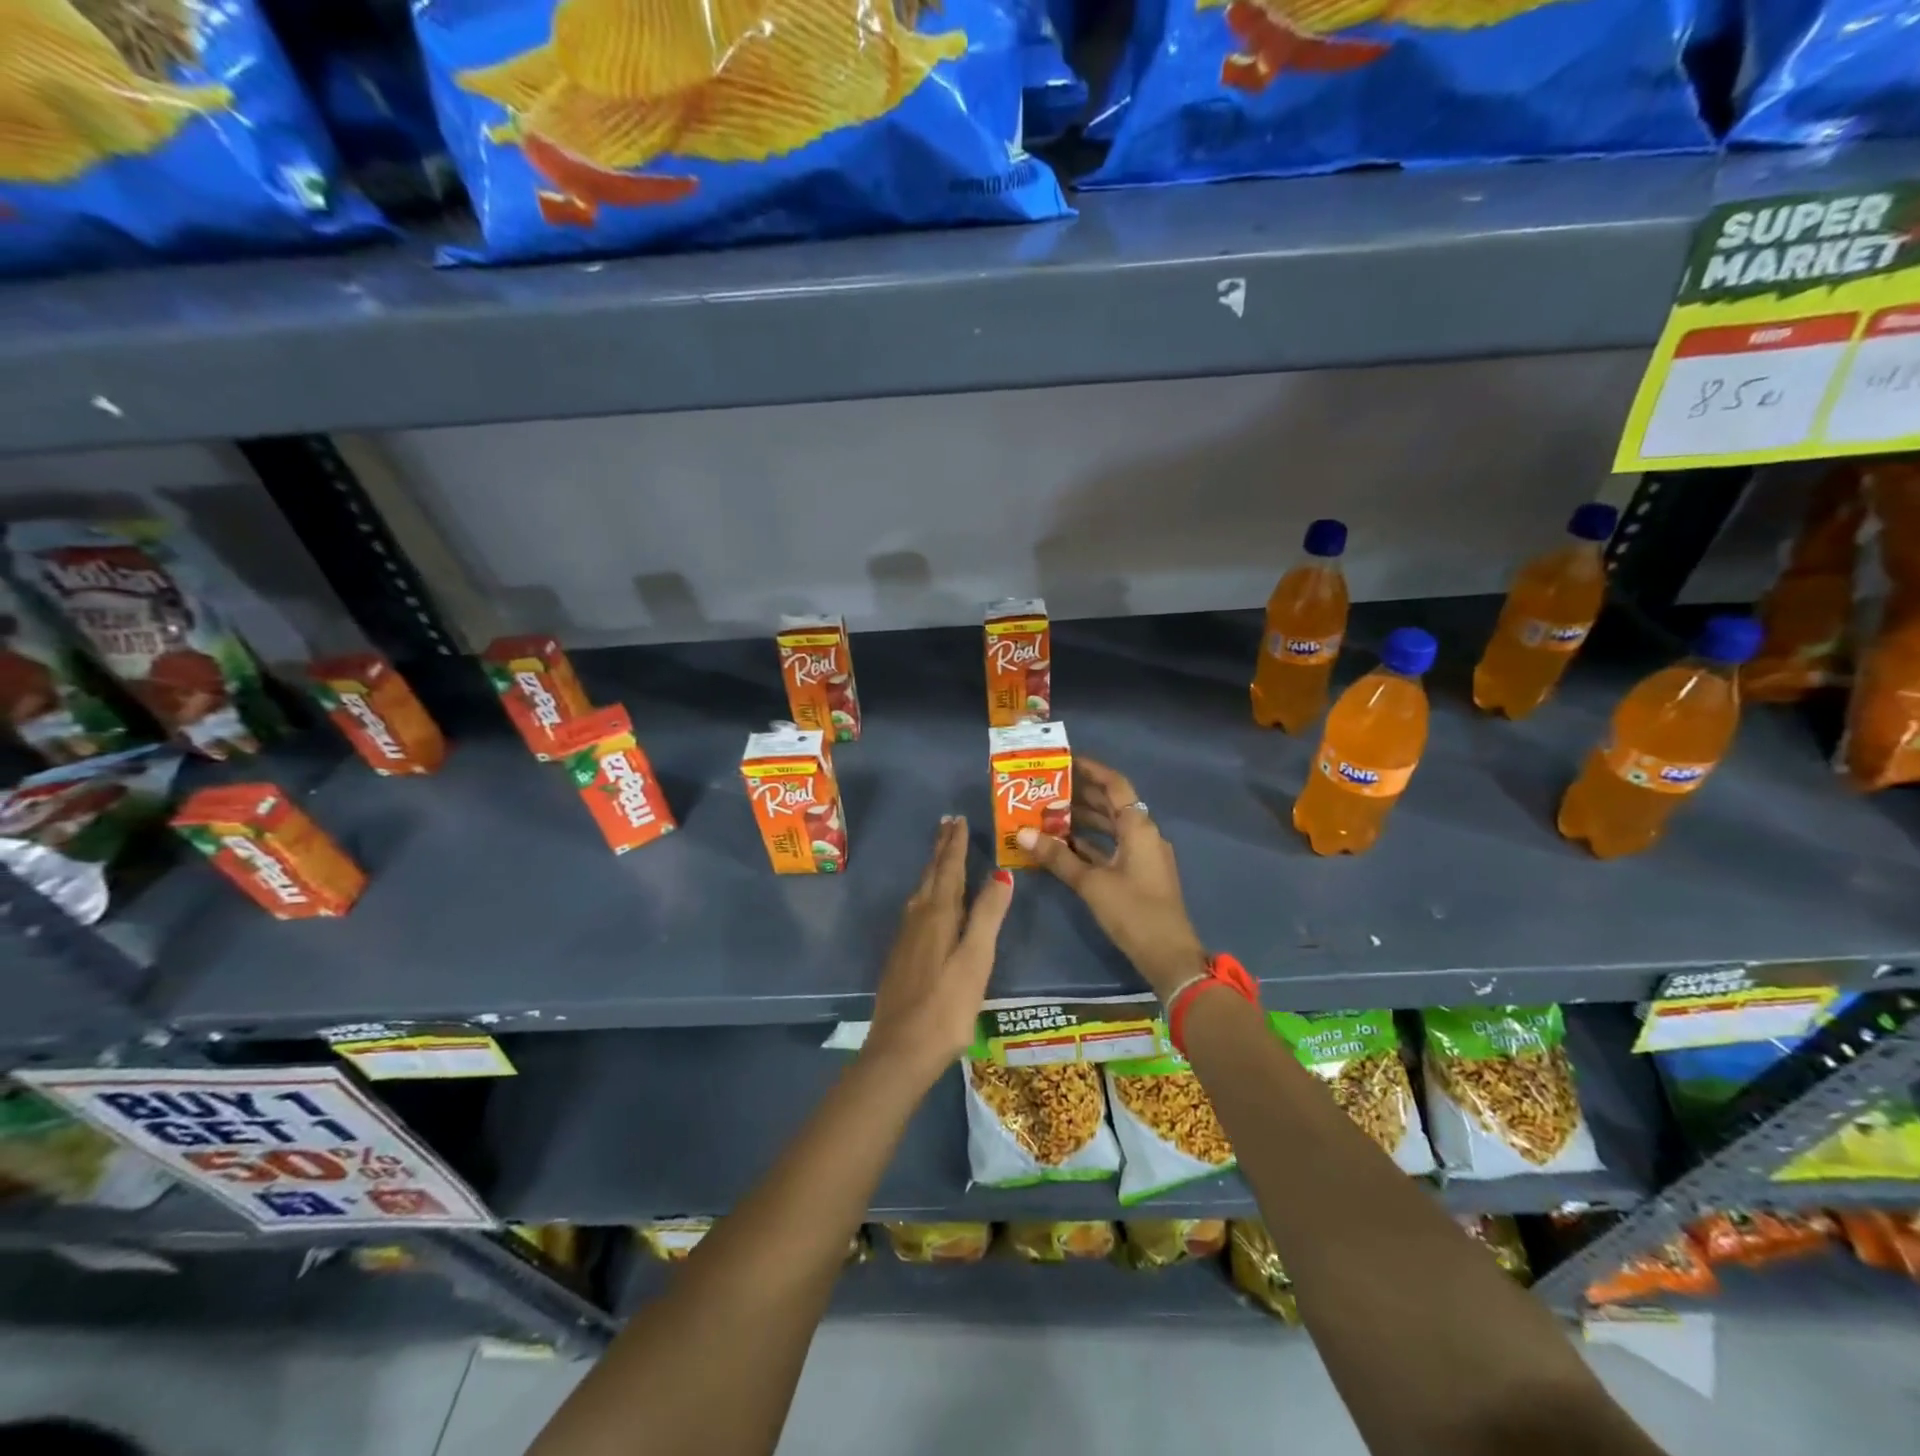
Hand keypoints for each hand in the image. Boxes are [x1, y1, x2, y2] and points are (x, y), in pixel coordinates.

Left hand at [865, 816, 1012, 1081]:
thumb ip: (987, 915)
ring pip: (920, 892)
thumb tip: (1001, 872)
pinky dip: (925, 893)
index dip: (954, 844)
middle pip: (931, 875)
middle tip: (946, 824)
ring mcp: (904, 939)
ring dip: (932, 869)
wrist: (901, 1050)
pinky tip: (925, 904)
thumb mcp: (976, 959)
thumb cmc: (947, 1006)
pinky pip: (914, 910)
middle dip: (940, 850)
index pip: (948, 869)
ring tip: (939, 856)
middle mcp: (917, 918)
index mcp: (938, 914)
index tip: (957, 819)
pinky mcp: (900, 957)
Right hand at [1015, 757, 1204, 1000]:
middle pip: (1112, 804)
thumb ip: (1057, 857)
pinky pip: (1112, 847)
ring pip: (1111, 826)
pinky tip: (1063, 845)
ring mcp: (1143, 855)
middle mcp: (1144, 834)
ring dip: (1083, 819)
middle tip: (1046, 787)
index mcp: (1139, 827)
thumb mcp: (1091, 883)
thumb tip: (1022, 834)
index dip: (1091, 770)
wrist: (1169, 956)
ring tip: (1048, 813)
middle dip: (1081, 794)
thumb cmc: (1133, 912)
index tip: (1064, 761)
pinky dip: (1090, 843)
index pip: (1115, 785)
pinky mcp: (1139, 874)